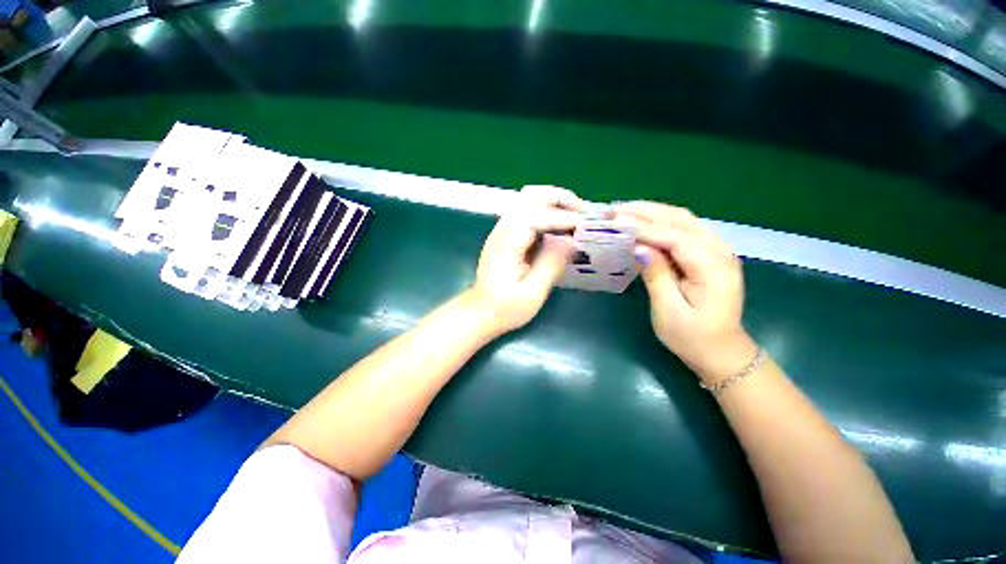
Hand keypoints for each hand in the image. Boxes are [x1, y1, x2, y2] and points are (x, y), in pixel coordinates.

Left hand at [467, 185, 581, 336]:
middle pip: (531, 196)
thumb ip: (551, 264)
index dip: (564, 217)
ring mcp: (503, 229)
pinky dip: (548, 212)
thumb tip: (571, 240)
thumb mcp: (532, 292)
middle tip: (585, 213)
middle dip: (561, 199)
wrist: (480, 312)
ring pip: (529, 200)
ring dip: (555, 202)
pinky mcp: (507, 235)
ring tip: (577, 216)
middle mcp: (503, 228)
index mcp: (507, 241)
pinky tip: (561, 226)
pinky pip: (528, 212)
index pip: (537, 215)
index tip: (587, 224)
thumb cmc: (505, 308)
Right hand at [616, 202, 755, 383]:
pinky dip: (662, 222)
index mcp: (713, 267)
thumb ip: (656, 275)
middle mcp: (720, 251)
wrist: (721, 352)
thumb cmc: (693, 337)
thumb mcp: (669, 310)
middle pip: (681, 220)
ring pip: (683, 220)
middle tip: (615, 209)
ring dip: (653, 212)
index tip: (616, 221)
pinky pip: (684, 230)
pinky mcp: (708, 255)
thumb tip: (639, 248)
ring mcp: (717, 250)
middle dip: (647, 211)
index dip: (644, 227)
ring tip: (625, 210)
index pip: (675, 237)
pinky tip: (644, 221)